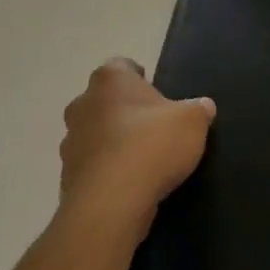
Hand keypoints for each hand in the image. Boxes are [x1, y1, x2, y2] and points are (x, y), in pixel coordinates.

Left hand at [57, 59, 214, 243]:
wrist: (111, 203)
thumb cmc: (152, 146)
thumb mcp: (192, 122)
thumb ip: (199, 109)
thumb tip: (202, 106)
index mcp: (110, 80)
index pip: (123, 65)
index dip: (141, 78)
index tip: (158, 95)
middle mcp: (83, 104)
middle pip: (105, 100)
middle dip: (125, 110)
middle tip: (153, 127)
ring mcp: (70, 141)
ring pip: (95, 133)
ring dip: (113, 141)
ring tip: (142, 159)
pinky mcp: (67, 175)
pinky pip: (92, 166)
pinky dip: (107, 171)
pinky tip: (129, 184)